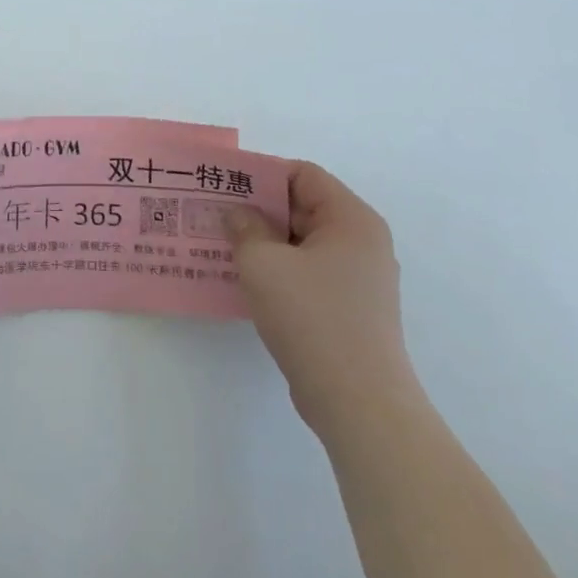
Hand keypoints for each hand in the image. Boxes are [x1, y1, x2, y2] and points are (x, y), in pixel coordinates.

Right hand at [224, 160, 413, 431]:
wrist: (359, 403)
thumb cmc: (312, 318)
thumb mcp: (264, 264)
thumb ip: (245, 228)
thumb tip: (238, 214)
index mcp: (351, 219)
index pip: (303, 174)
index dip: (262, 175)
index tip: (225, 186)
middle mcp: (362, 242)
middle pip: (303, 207)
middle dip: (258, 209)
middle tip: (215, 215)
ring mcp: (358, 278)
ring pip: (303, 242)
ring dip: (264, 242)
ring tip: (222, 246)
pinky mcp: (350, 309)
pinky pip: (308, 272)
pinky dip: (279, 270)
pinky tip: (245, 281)